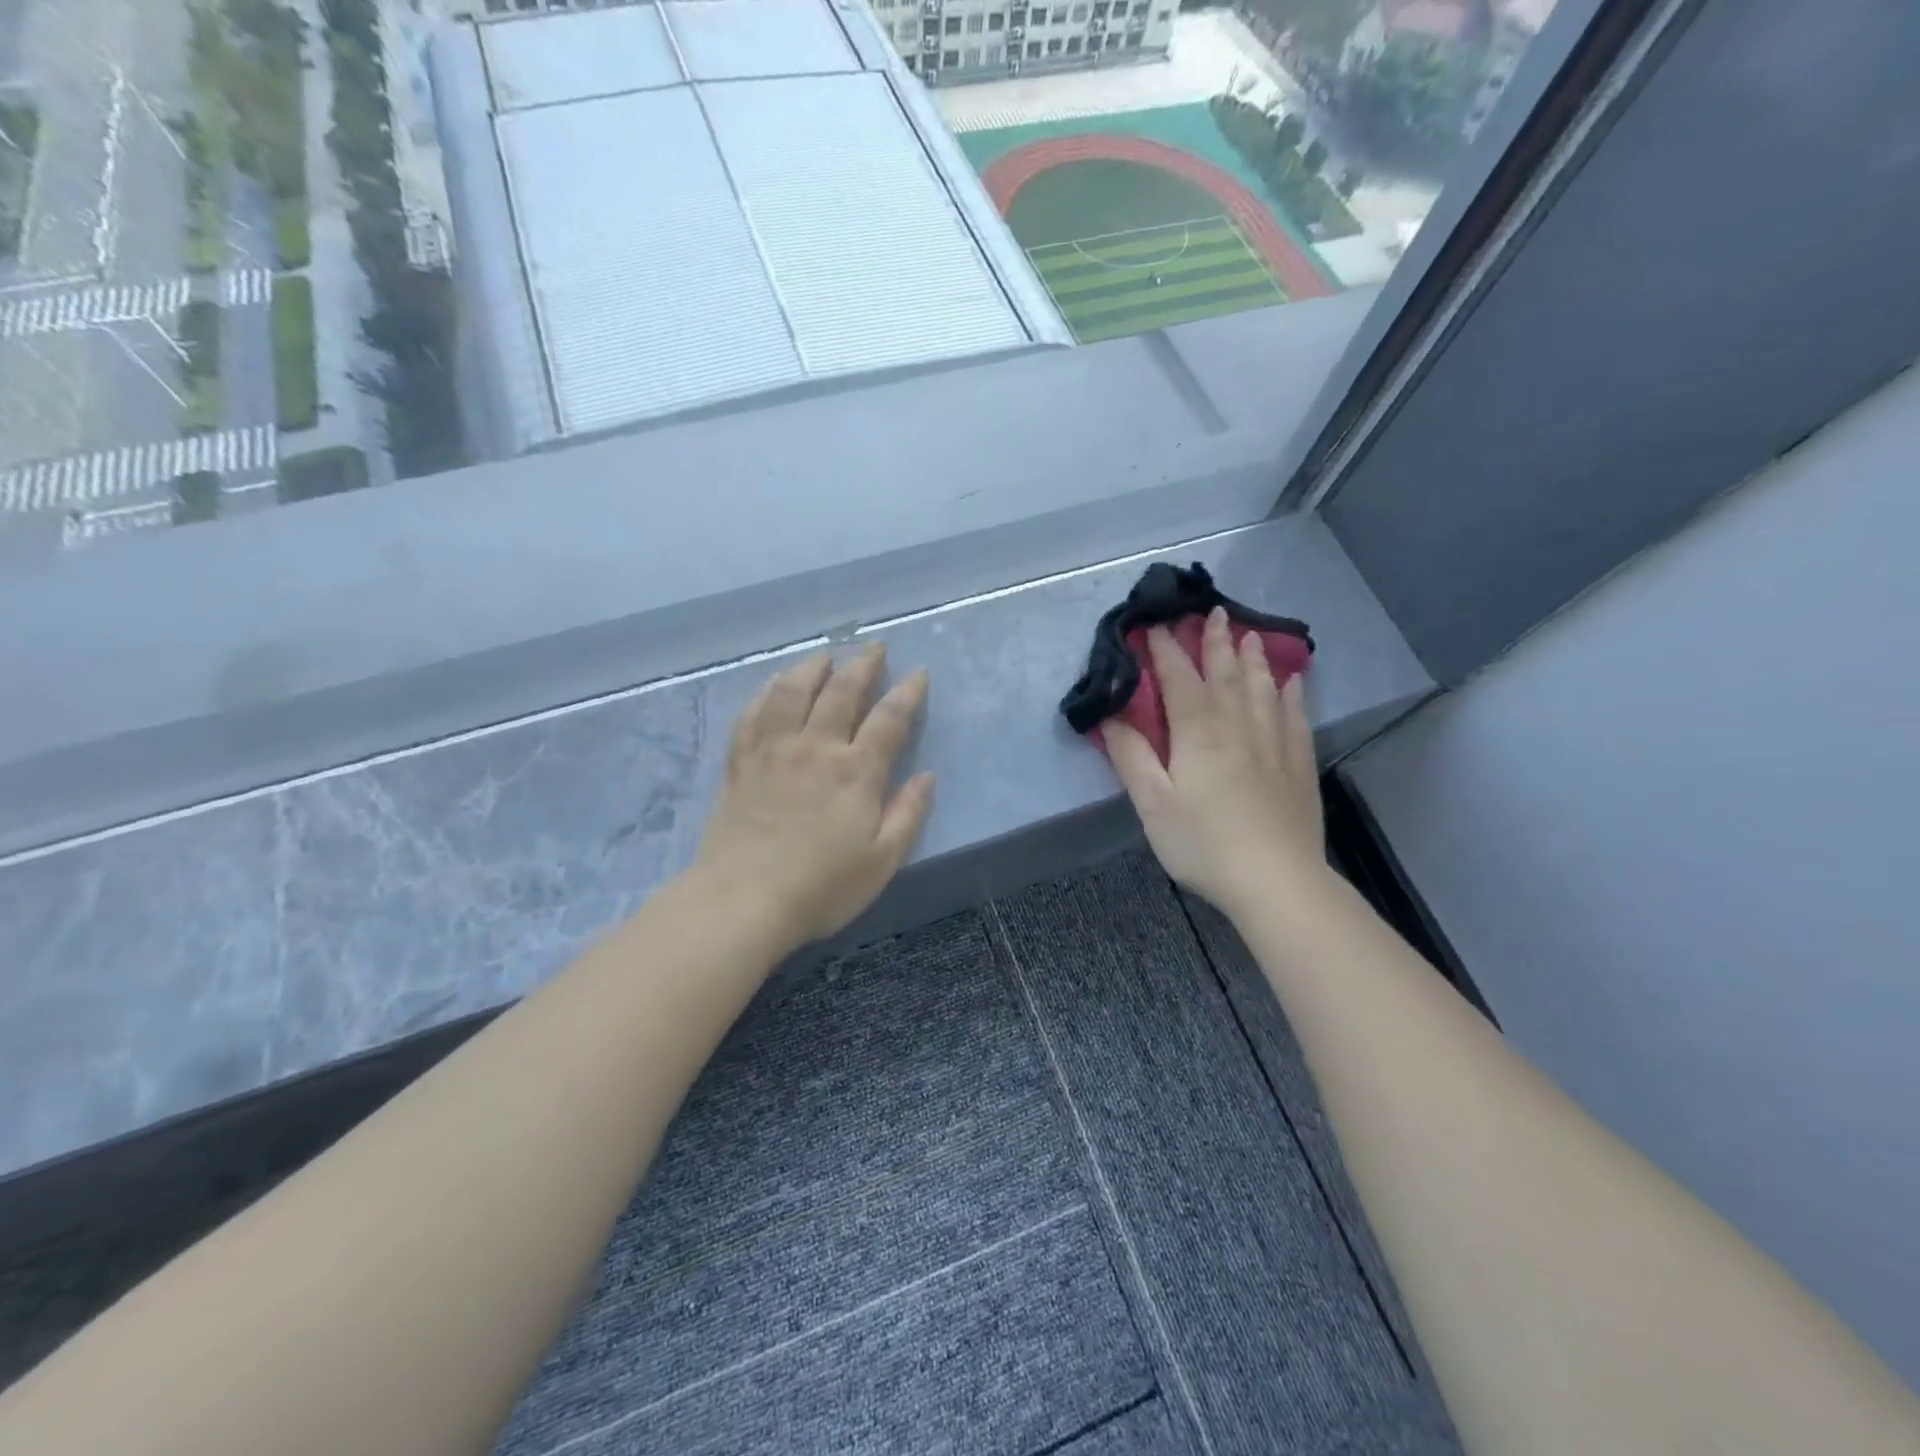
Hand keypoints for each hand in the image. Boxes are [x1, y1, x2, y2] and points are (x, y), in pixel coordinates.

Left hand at [692, 643, 934, 947]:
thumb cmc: (821, 888)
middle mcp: (815, 748)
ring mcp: (773, 751)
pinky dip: (767, 691)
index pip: (889, 718)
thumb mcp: (881, 861)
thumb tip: (928, 776)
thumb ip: (908, 814)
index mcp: (856, 772)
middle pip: (841, 692)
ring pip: (793, 692)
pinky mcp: (741, 762)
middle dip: (863, 665)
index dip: (907, 692)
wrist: (743, 901)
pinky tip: (775, 683)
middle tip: (875, 647)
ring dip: (813, 667)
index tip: (918, 673)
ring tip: (825, 655)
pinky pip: (754, 713)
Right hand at [1103, 608, 1328, 919]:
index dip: (1165, 650)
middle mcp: (1238, 725)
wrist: (1275, 881)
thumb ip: (1131, 756)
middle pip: (1226, 673)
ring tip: (1250, 634)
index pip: (1179, 678)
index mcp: (1199, 731)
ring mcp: (1274, 743)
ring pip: (1263, 687)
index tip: (1156, 624)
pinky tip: (1292, 682)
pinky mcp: (1298, 764)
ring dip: (1254, 658)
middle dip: (1216, 641)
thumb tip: (1110, 716)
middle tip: (1213, 611)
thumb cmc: (1203, 843)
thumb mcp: (1152, 803)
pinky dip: (1291, 693)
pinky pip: (1295, 716)